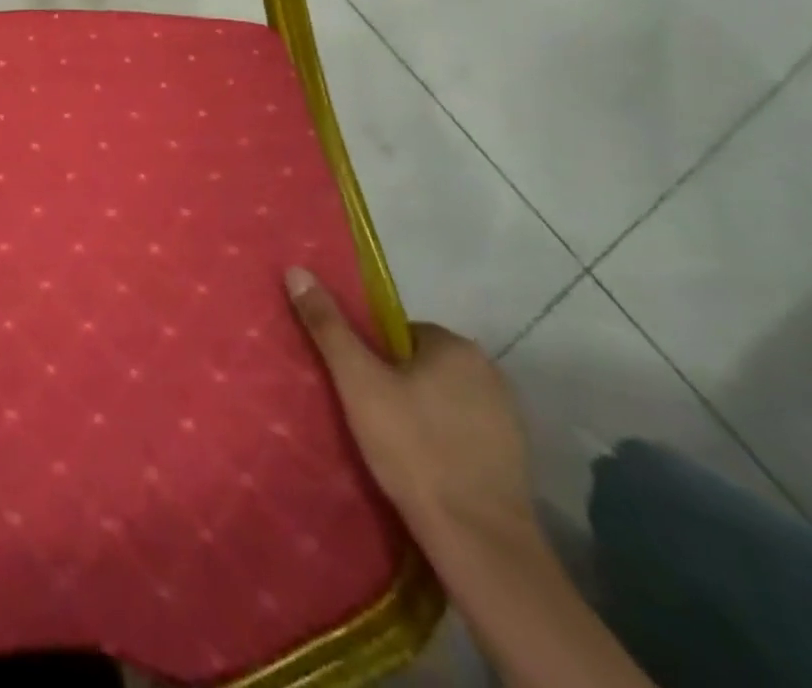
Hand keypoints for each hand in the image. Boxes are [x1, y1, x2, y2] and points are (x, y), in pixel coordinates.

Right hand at [284, 267, 537, 555]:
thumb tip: (297, 270)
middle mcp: (490, 372)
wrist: (479, 541)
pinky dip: (443, 439)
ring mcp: (508, 418)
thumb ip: (328, 326)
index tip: (355, 383)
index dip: (371, 354)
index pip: (398, 332)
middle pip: (421, 363)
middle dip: (394, 381)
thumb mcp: (358, 381)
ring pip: (443, 397)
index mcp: (456, 346)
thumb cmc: (414, 447)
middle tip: (366, 412)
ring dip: (419, 410)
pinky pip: (463, 431)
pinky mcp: (515, 459)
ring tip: (390, 440)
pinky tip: (423, 465)